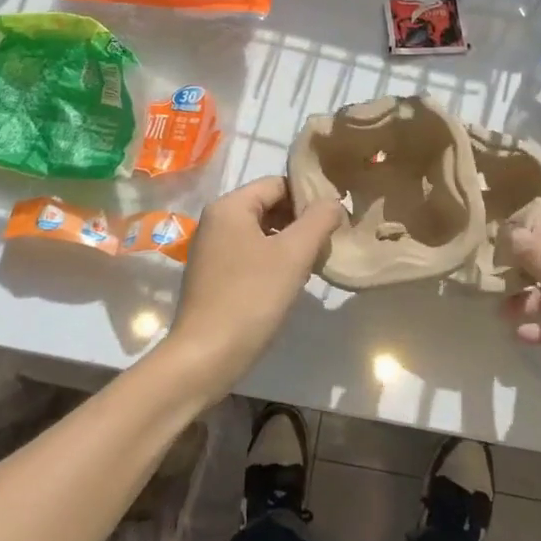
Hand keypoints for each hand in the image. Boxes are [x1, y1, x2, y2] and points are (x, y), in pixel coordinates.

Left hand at [163, 176, 345, 399]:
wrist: (205, 356)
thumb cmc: (251, 297)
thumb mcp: (293, 255)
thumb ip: (318, 220)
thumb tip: (333, 201)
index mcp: (229, 206)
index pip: (278, 183)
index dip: (309, 196)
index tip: (335, 218)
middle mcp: (216, 220)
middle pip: (268, 205)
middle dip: (300, 221)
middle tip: (328, 242)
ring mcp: (211, 249)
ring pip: (261, 232)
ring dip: (289, 242)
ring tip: (314, 262)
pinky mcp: (212, 275)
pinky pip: (249, 253)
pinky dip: (273, 260)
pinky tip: (290, 281)